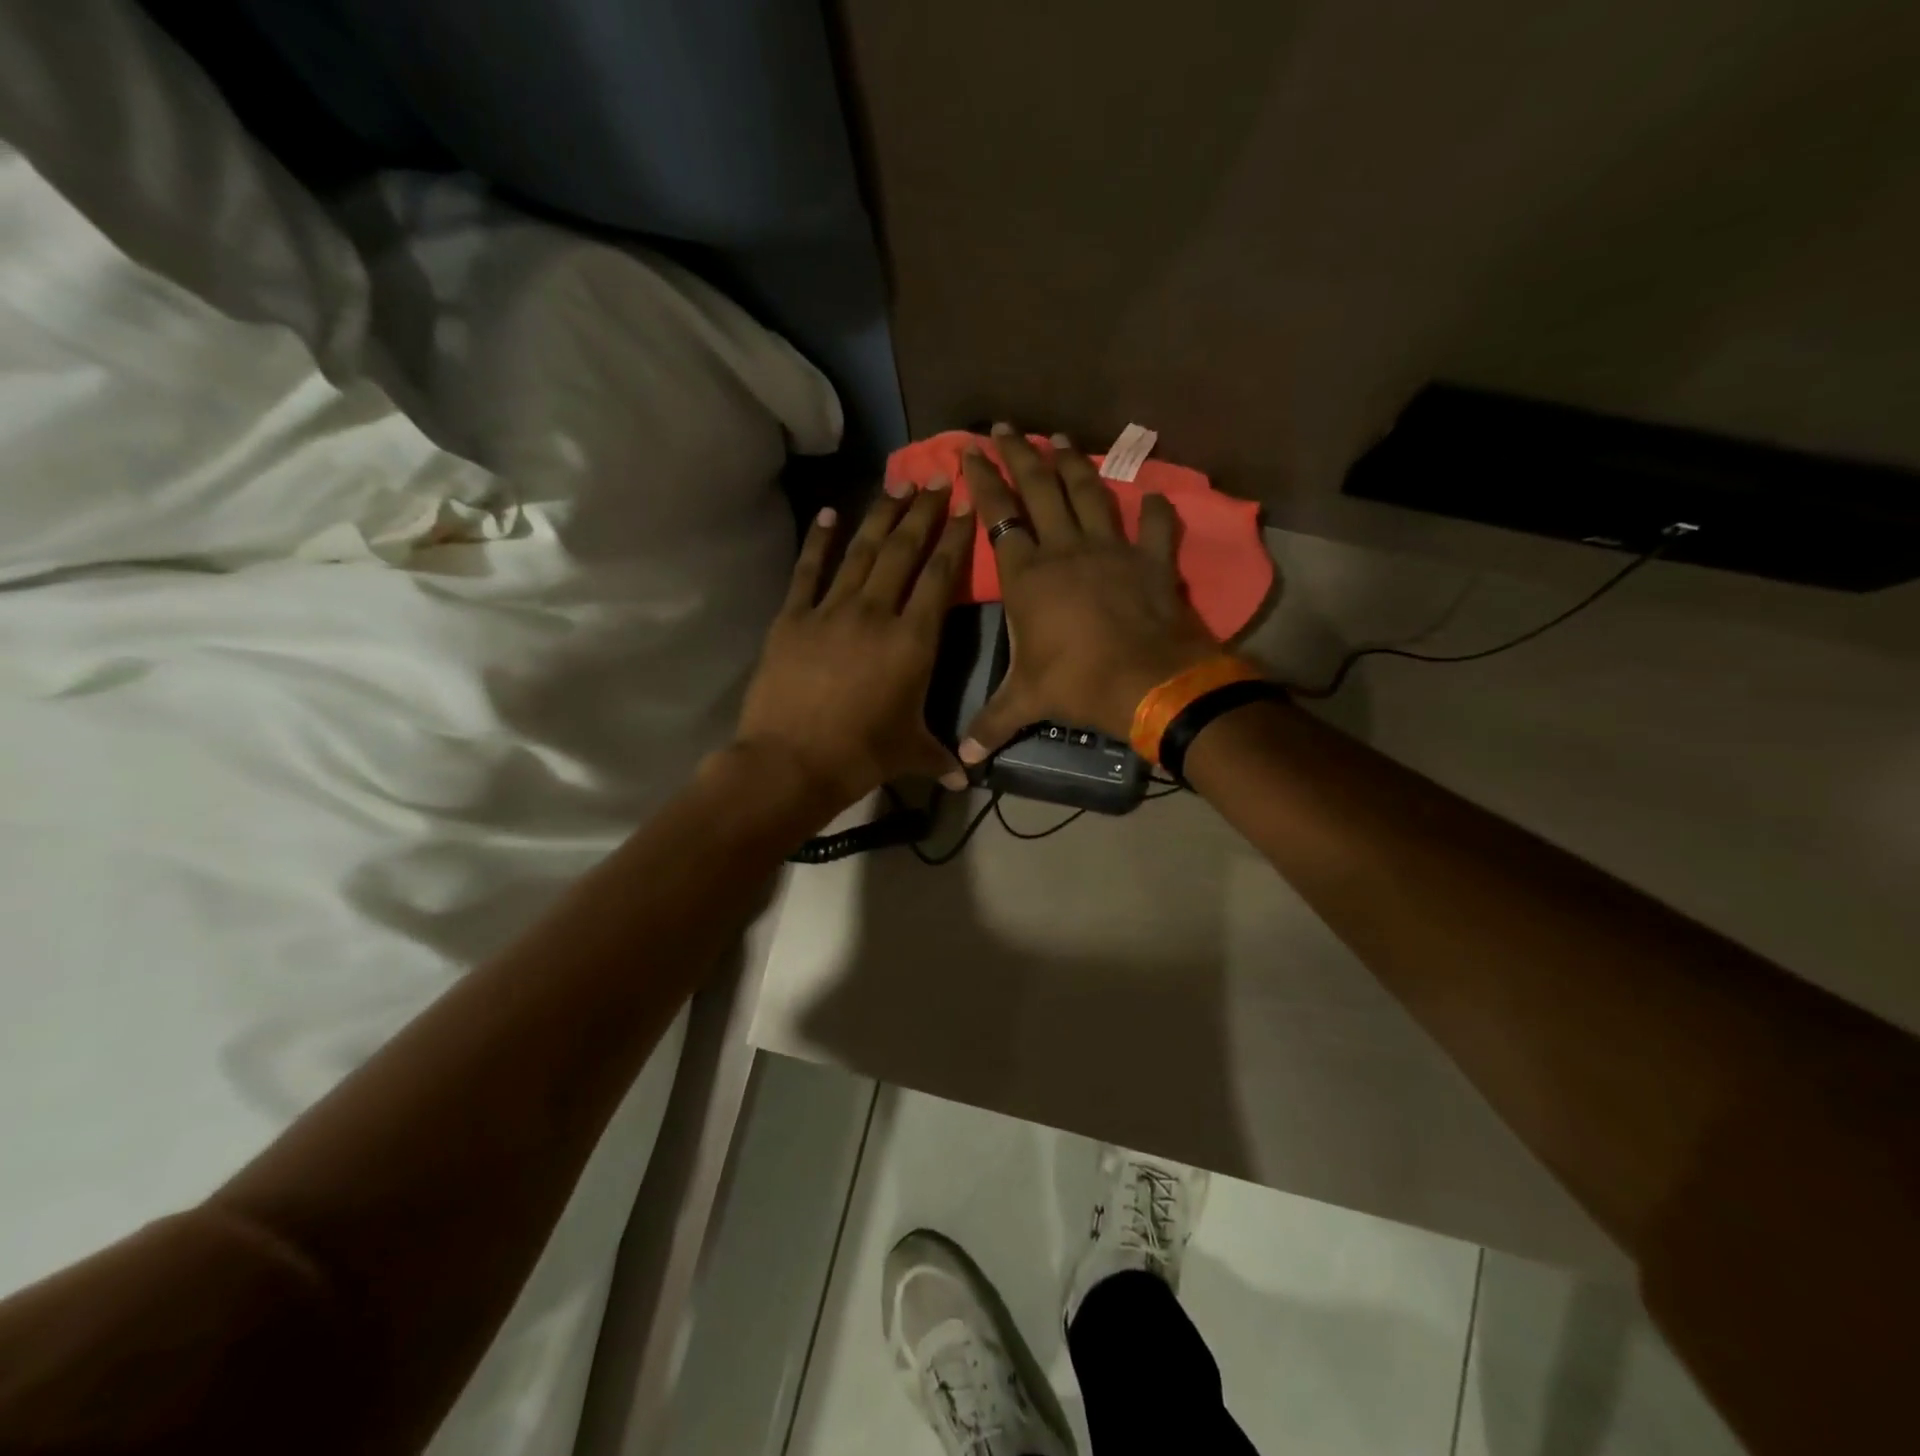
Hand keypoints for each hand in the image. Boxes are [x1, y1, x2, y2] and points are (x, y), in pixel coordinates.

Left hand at [736, 480, 972, 809]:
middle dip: (924, 512)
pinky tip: (830, 513)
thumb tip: (966, 780)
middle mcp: (876, 613)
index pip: (941, 576)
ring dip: (881, 516)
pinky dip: (819, 541)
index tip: (967, 505)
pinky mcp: (793, 618)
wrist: (791, 762)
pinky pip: (808, 571)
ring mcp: (831, 610)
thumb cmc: (860, 757)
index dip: (956, 538)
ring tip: (898, 484)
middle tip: (937, 478)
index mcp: (913, 641)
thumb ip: (941, 757)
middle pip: (903, 550)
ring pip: (861, 551)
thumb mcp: (910, 754)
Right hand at [958, 424, 1219, 761]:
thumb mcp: (1027, 702)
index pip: (998, 516)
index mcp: (1028, 575)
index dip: (982, 482)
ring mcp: (1112, 549)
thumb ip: (991, 724)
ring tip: (1059, 438)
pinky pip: (1155, 526)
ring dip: (1072, 463)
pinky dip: (1155, 509)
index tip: (968, 452)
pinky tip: (1153, 497)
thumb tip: (962, 762)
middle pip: (1040, 488)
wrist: (1149, 682)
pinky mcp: (1151, 560)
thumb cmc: (1079, 684)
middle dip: (1019, 454)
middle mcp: (1065, 550)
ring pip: (1088, 493)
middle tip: (1005, 427)